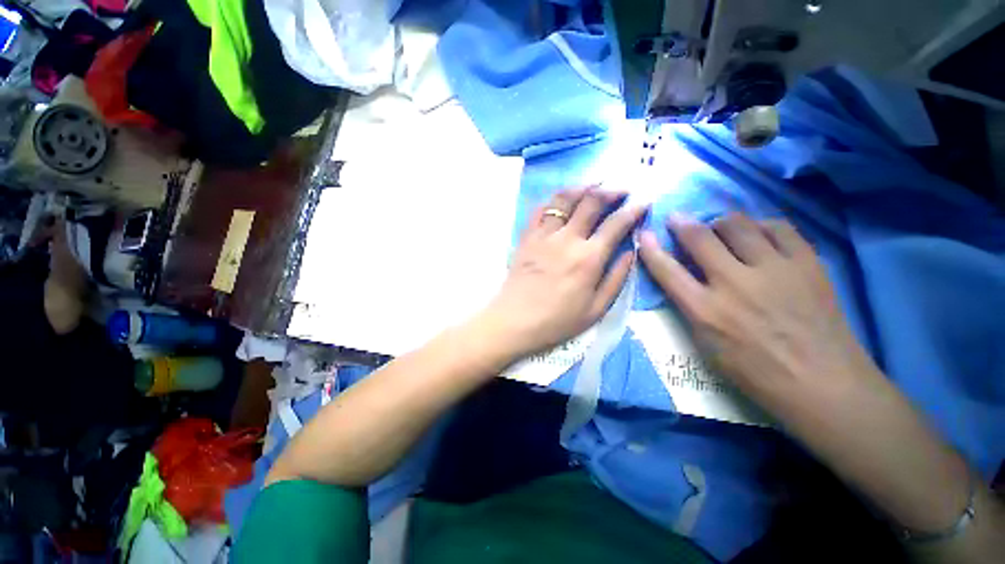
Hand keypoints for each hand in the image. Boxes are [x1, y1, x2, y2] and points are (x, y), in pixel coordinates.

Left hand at [477, 187, 644, 360]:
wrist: (515, 322)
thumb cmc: (557, 321)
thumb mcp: (596, 309)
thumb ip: (616, 279)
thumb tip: (631, 252)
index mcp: (588, 258)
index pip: (616, 224)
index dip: (633, 210)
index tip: (643, 202)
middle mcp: (567, 239)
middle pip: (591, 202)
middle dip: (611, 190)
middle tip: (621, 190)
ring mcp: (543, 235)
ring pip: (564, 198)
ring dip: (582, 187)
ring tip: (594, 185)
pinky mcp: (526, 237)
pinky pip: (540, 209)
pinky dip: (554, 200)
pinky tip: (562, 200)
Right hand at [639, 213, 876, 412]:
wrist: (823, 382)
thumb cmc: (755, 371)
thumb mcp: (707, 346)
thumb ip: (691, 308)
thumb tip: (682, 279)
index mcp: (705, 311)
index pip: (667, 270)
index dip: (650, 248)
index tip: (644, 233)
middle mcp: (734, 284)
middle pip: (700, 237)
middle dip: (682, 223)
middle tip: (678, 219)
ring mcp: (773, 270)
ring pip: (737, 224)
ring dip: (720, 223)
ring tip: (720, 229)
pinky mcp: (807, 263)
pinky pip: (778, 227)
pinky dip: (760, 226)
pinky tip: (758, 234)